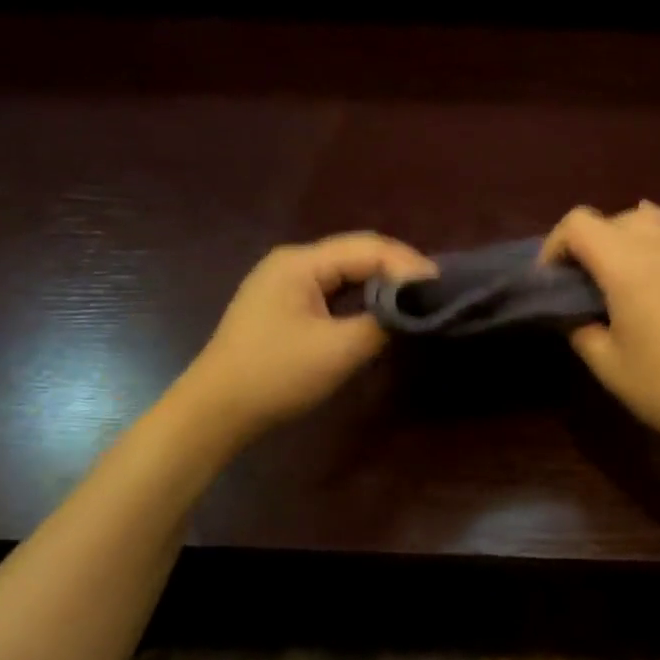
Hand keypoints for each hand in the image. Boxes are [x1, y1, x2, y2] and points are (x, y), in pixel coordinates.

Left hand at [184, 232, 434, 438]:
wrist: (215, 411)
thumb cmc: (275, 375)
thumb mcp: (338, 351)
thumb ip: (382, 323)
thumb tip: (415, 309)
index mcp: (300, 262)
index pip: (368, 248)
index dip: (408, 264)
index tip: (443, 286)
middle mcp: (293, 262)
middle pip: (357, 254)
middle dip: (398, 270)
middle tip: (436, 292)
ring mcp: (286, 282)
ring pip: (346, 272)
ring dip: (382, 283)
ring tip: (417, 300)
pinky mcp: (285, 305)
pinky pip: (334, 290)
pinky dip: (362, 297)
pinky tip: (382, 311)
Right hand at [542, 203, 659, 464]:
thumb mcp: (606, 364)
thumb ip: (580, 327)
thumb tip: (576, 312)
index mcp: (626, 264)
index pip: (578, 224)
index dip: (554, 246)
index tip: (551, 280)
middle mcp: (659, 244)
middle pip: (609, 219)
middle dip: (585, 244)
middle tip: (580, 284)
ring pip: (643, 218)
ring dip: (619, 237)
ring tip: (615, 273)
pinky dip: (653, 235)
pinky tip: (650, 261)